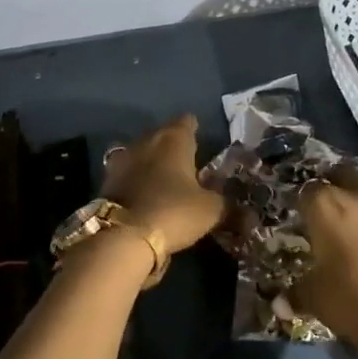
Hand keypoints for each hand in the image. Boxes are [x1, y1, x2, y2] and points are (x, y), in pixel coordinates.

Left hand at [102, 114, 225, 254]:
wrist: (121, 236)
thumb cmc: (173, 211)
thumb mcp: (210, 212)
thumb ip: (229, 209)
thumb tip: (251, 217)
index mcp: (174, 140)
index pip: (186, 122)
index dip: (194, 128)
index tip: (200, 136)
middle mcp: (146, 141)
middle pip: (161, 134)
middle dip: (172, 144)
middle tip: (186, 159)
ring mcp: (123, 160)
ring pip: (141, 152)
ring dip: (151, 160)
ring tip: (164, 176)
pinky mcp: (107, 181)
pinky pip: (127, 172)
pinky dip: (136, 178)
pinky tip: (144, 192)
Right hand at [293, 165, 357, 358]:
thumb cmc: (350, 299)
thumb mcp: (314, 298)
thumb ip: (297, 294)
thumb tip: (280, 304)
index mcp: (324, 208)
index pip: (308, 190)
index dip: (305, 200)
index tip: (304, 214)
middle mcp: (356, 197)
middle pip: (344, 172)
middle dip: (336, 180)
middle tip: (333, 200)